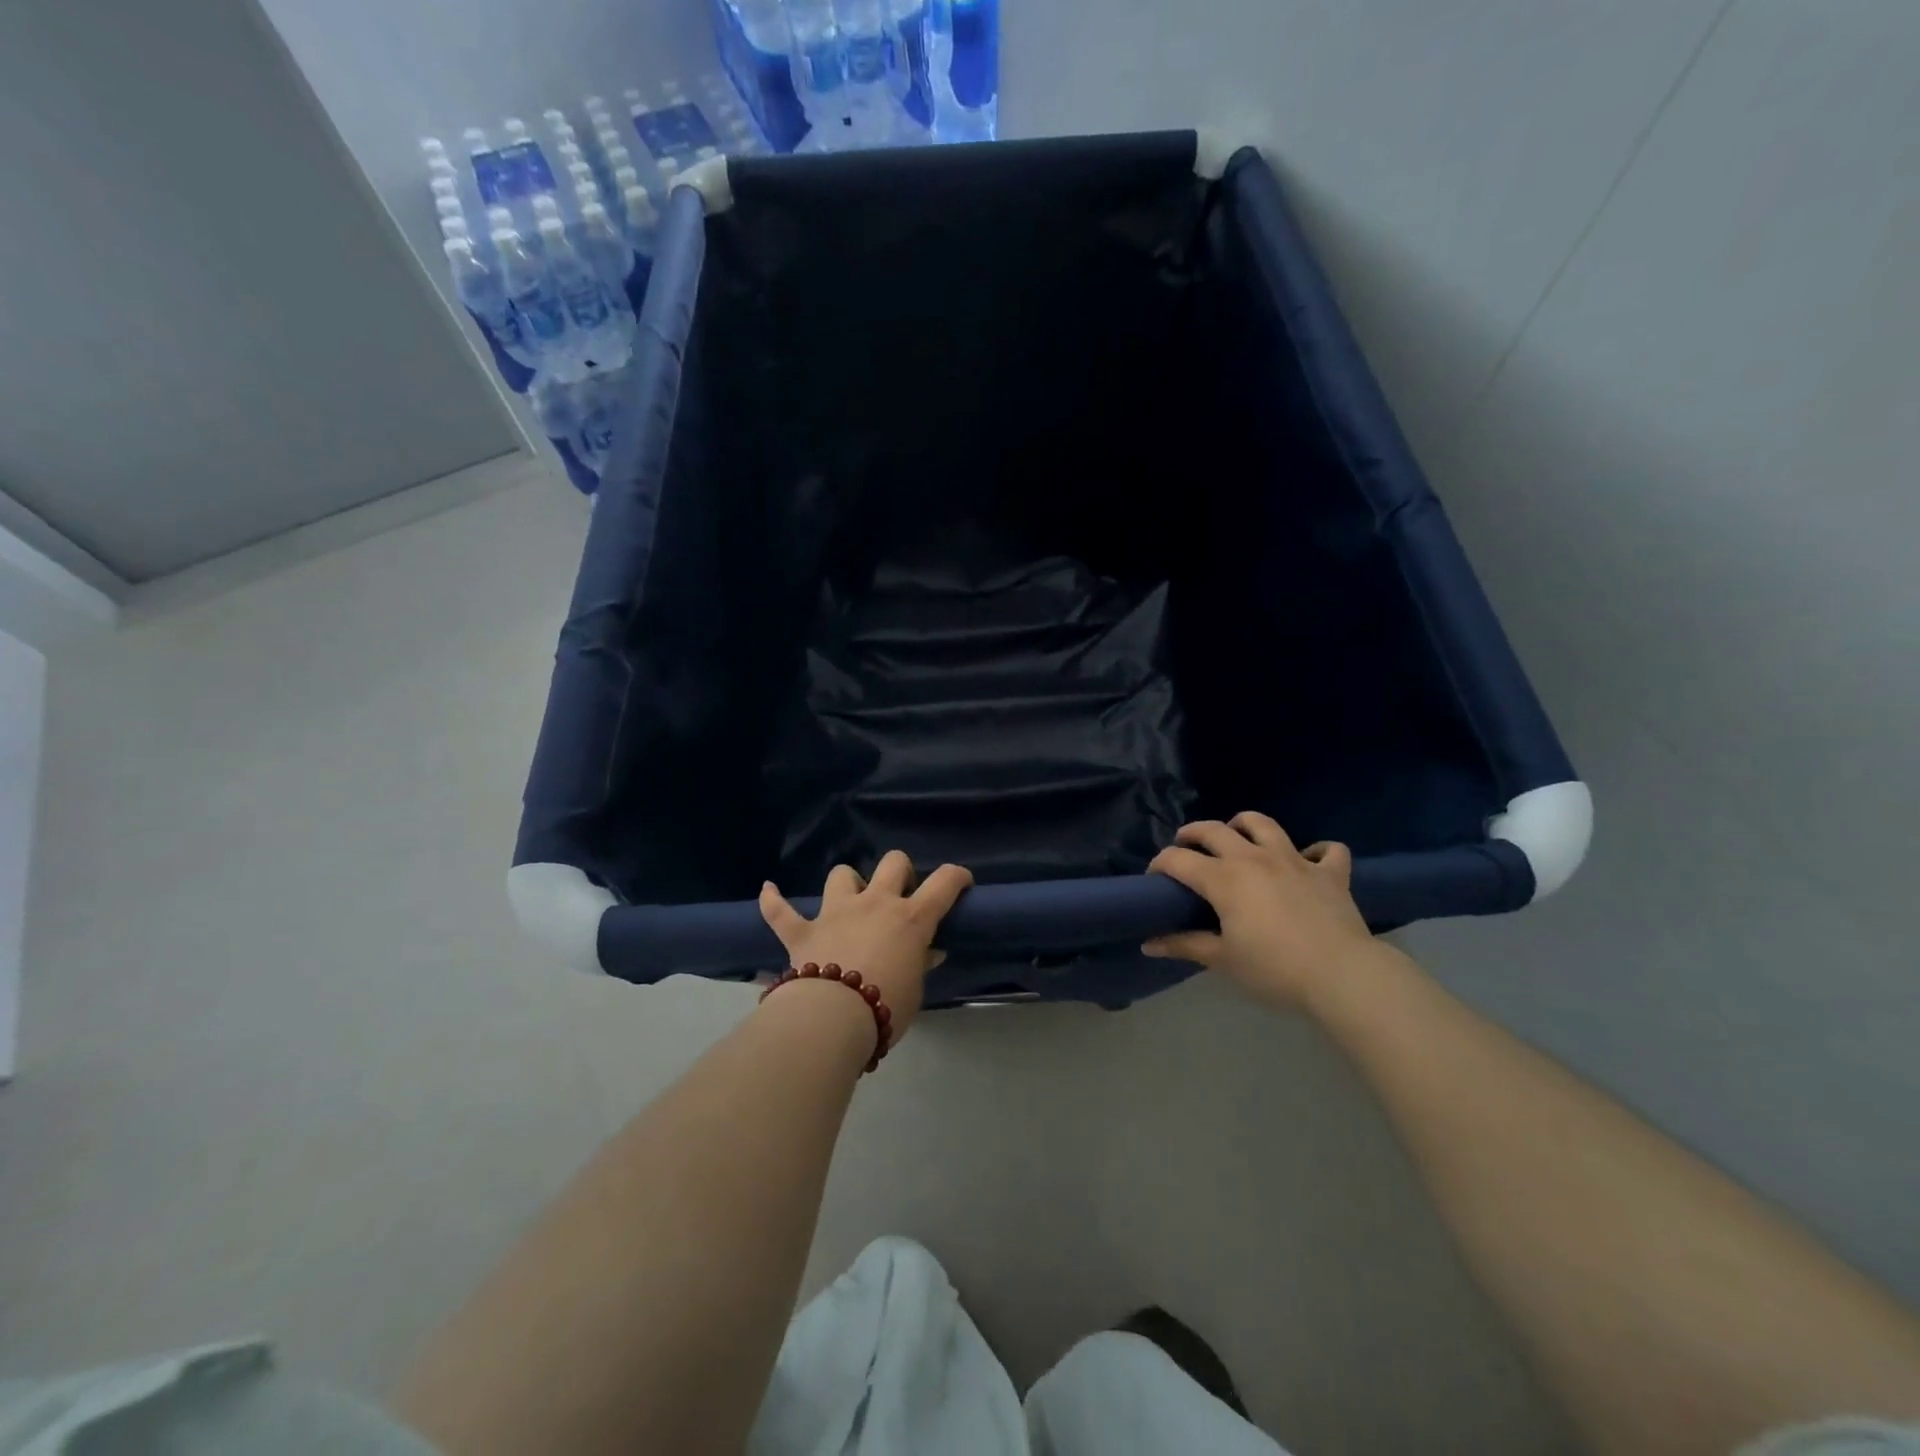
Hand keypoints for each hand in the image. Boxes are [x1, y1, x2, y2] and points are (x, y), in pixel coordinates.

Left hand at [758, 852, 973, 1039]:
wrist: (832, 1019)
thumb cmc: (885, 1007)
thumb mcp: (914, 990)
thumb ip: (920, 964)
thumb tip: (929, 952)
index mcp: (910, 919)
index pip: (944, 883)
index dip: (957, 877)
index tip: (962, 882)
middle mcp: (875, 904)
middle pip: (893, 863)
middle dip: (900, 871)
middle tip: (900, 894)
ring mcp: (836, 912)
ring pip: (842, 874)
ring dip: (848, 883)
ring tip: (850, 898)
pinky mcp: (802, 930)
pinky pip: (780, 910)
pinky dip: (773, 900)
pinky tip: (768, 890)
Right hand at [1143, 813, 1384, 1010]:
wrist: (1342, 975)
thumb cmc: (1274, 969)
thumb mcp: (1223, 960)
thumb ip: (1185, 945)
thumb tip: (1148, 943)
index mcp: (1224, 878)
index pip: (1179, 860)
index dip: (1160, 864)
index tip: (1154, 878)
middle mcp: (1254, 858)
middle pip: (1215, 830)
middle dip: (1193, 834)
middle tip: (1185, 846)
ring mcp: (1295, 861)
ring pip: (1264, 824)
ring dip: (1244, 824)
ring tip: (1237, 835)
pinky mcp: (1330, 873)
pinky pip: (1327, 850)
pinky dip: (1316, 851)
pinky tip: (1309, 861)